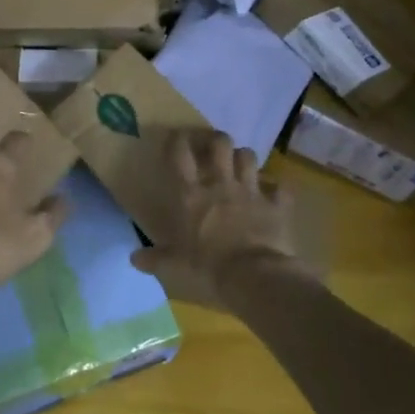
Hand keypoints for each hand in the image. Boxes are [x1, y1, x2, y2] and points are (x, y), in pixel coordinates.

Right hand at [132, 130, 313, 312]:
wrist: (255, 276)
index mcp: (192, 195)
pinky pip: (280, 188)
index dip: (178, 140)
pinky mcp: (276, 205)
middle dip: (217, 140)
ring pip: (249, 157)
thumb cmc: (209, 268)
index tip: (176, 137)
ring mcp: (251, 191)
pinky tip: (274, 194)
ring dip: (244, 158)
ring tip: (241, 166)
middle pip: (220, 144)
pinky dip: (277, 190)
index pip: (181, 155)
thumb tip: (134, 259)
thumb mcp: (176, 266)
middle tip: (213, 147)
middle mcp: (221, 184)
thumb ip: (156, 259)